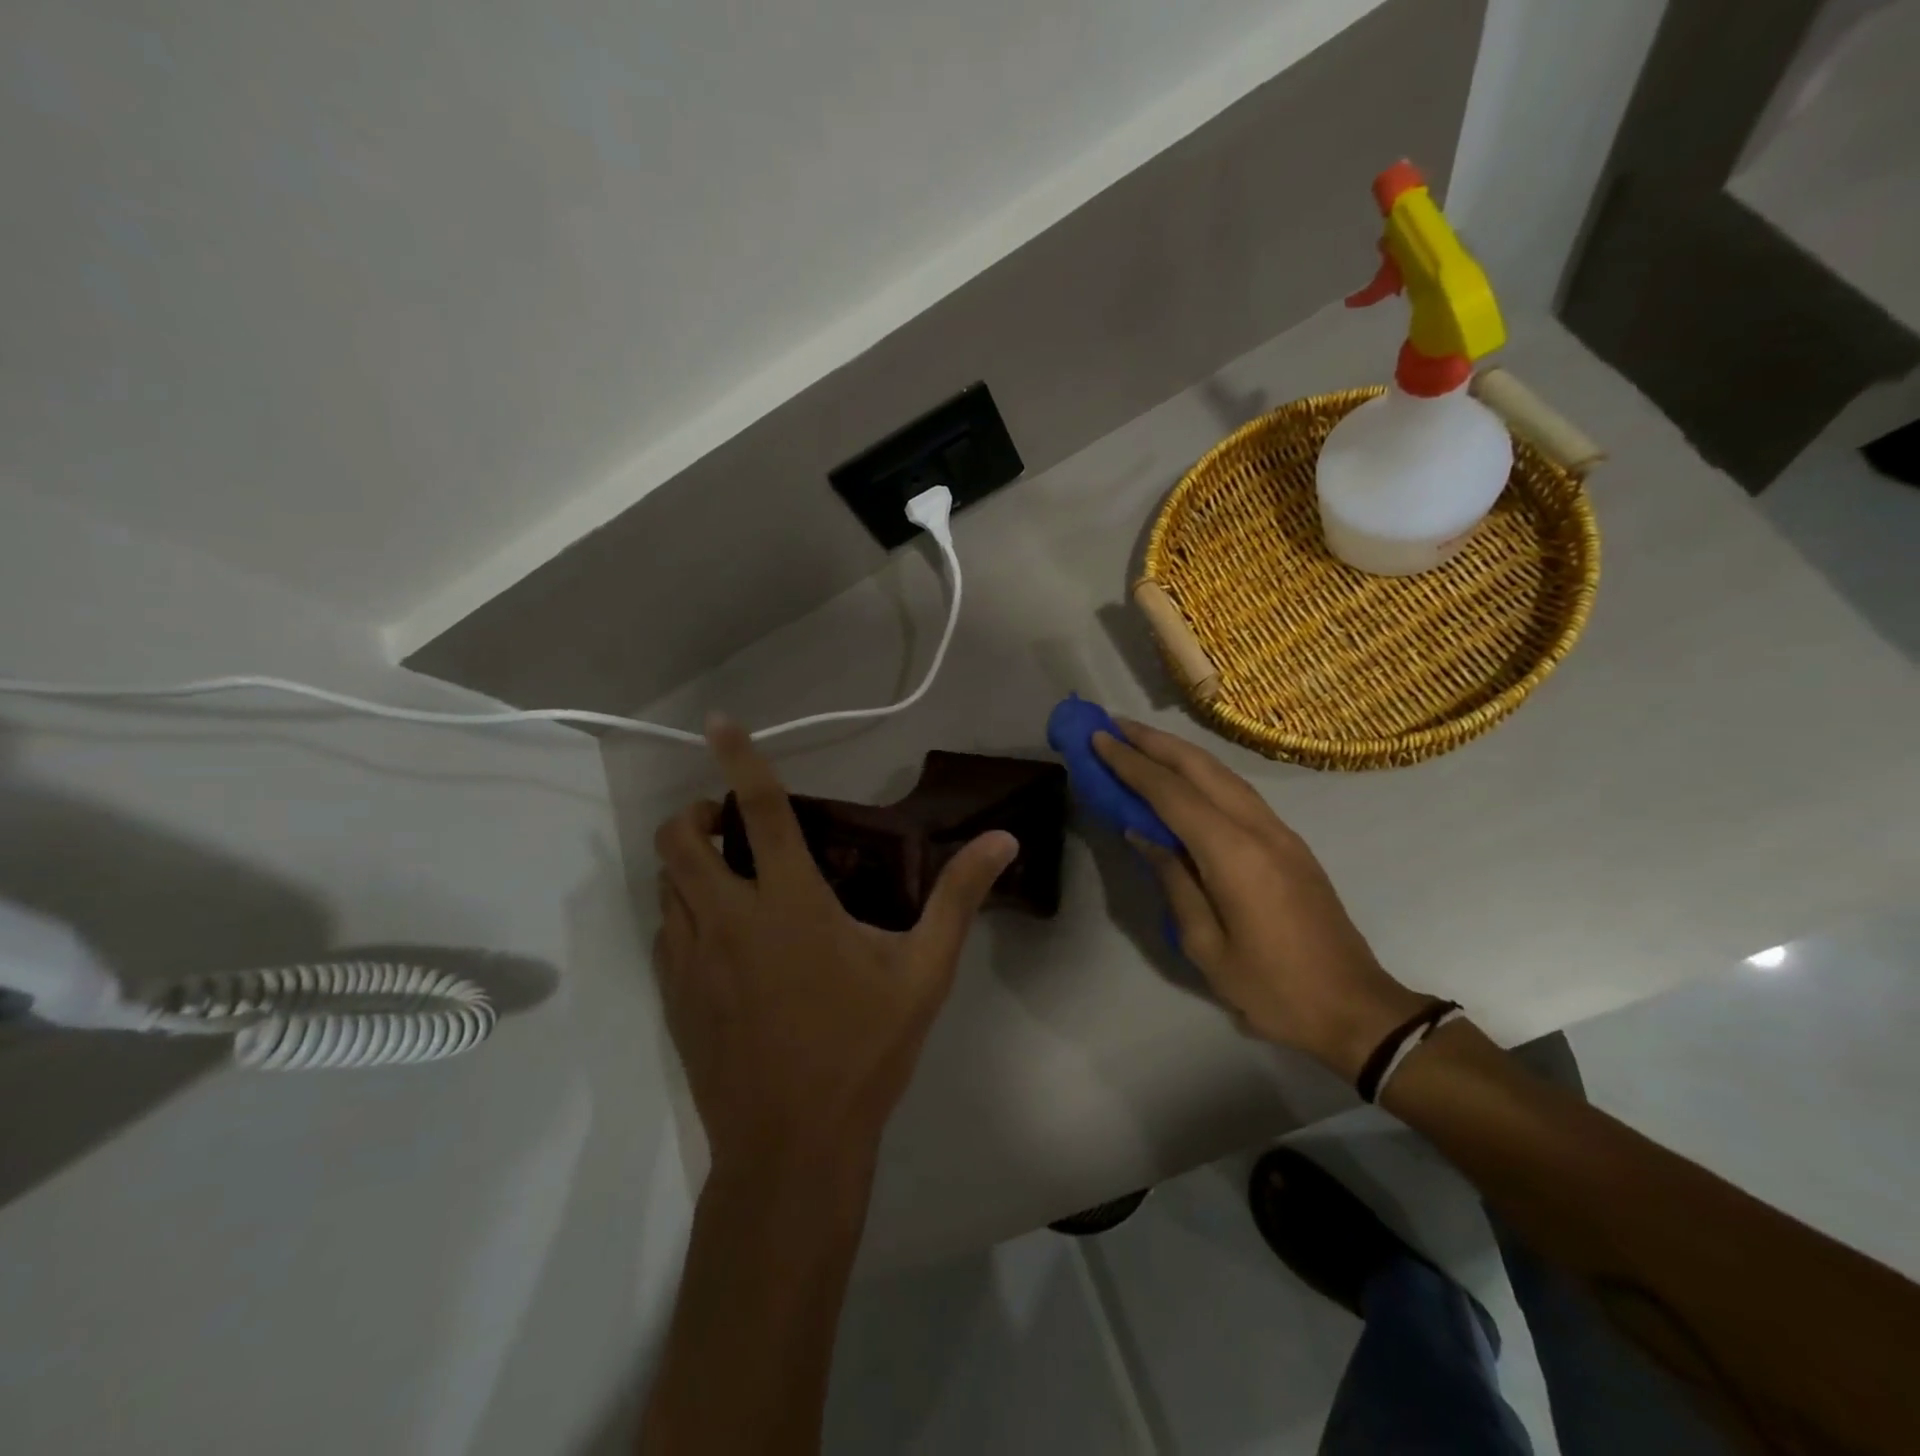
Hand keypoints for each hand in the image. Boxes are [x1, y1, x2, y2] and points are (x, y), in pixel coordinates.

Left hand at [653, 717, 1018, 1186]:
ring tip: (729, 873)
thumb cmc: (863, 1051)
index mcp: (790, 904)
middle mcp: (729, 920)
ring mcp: (692, 961)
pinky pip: (666, 931)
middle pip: (681, 841)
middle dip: (695, 815)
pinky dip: (684, 912)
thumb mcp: (924, 973)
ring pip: (666, 885)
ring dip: (688, 863)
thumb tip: (1002, 840)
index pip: (761, 811)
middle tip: (730, 823)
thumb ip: (959, 899)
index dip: (739, 759)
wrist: (792, 1147)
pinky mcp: (675, 997)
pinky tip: (721, 936)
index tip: (717, 722)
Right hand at [1093, 719, 1427, 1079]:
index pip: (1172, 793)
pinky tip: (1183, 778)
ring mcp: (1280, 832)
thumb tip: (1143, 835)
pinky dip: (1203, 774)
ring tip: (1140, 742)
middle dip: (1154, 742)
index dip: (1132, 764)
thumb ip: (1173, 882)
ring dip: (1179, 753)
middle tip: (1113, 726)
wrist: (1354, 1008)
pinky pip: (1238, 792)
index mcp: (1234, 854)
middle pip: (1201, 768)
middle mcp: (1259, 828)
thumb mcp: (1206, 945)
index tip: (1098, 738)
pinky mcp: (1290, 843)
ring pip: (1223, 774)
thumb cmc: (1272, 988)